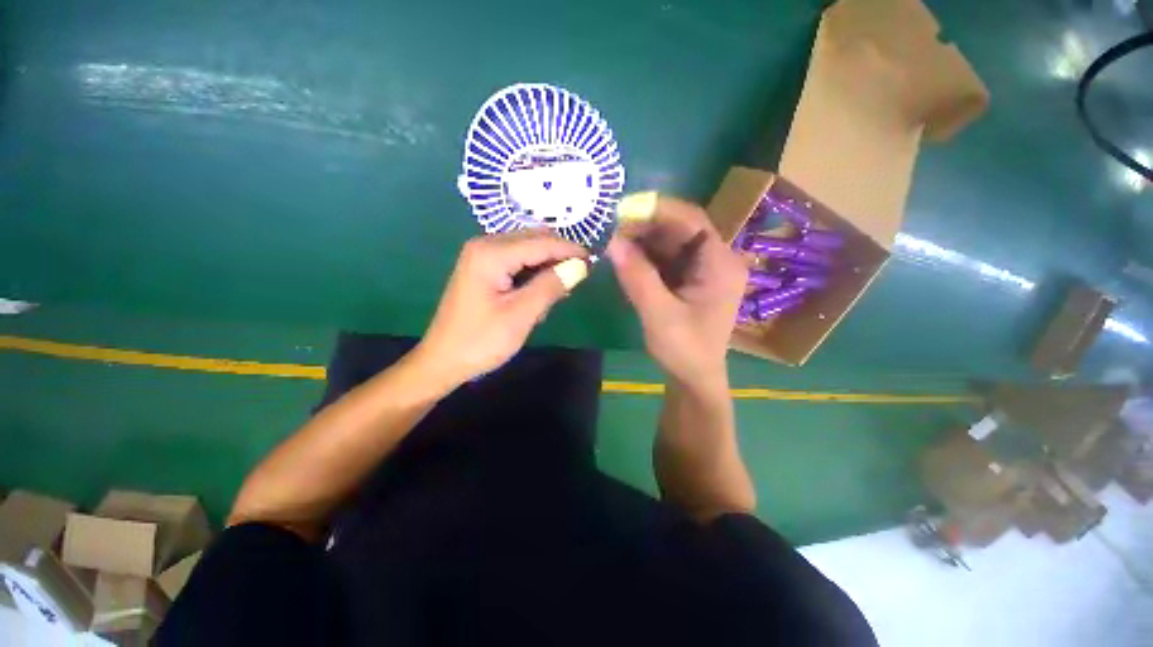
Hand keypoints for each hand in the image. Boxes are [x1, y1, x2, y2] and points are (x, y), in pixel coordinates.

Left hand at [414, 230, 588, 389]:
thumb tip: (580, 266)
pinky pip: (517, 262)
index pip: (542, 242)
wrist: (443, 360)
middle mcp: (486, 245)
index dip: (570, 250)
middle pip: (534, 240)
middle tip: (579, 278)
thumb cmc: (481, 340)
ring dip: (547, 266)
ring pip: (528, 251)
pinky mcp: (484, 269)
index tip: (594, 261)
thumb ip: (551, 286)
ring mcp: (483, 256)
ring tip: (560, 290)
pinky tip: (541, 292)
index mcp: (492, 253)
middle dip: (559, 256)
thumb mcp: (521, 315)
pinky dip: (534, 273)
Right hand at [607, 193, 746, 387]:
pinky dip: (645, 255)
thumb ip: (636, 276)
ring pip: (671, 241)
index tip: (624, 208)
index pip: (692, 220)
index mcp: (720, 264)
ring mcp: (702, 269)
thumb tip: (611, 241)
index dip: (658, 210)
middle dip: (646, 226)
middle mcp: (716, 260)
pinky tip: (625, 257)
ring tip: (613, 240)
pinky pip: (666, 257)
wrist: (693, 378)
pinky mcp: (689, 279)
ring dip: (643, 240)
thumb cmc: (684, 349)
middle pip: (681, 228)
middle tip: (612, 227)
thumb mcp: (658, 313)